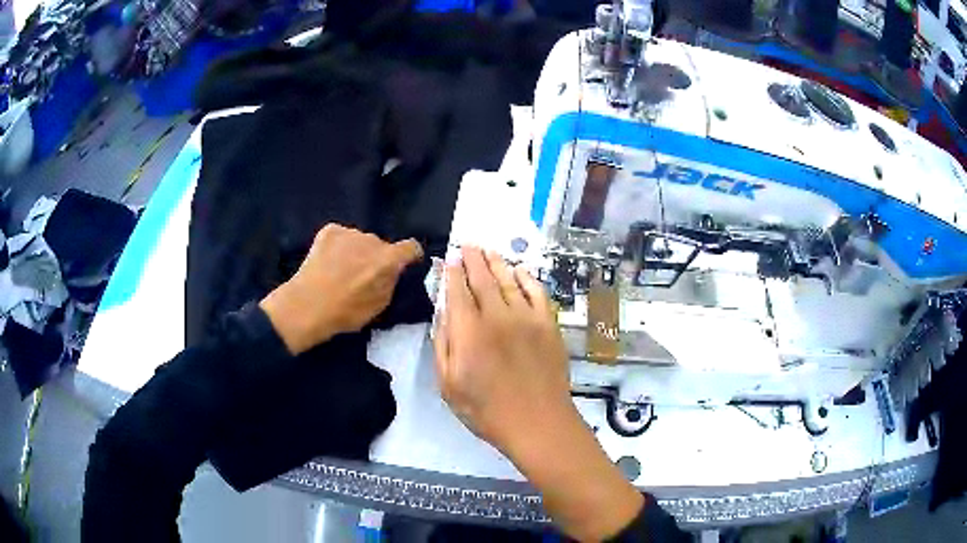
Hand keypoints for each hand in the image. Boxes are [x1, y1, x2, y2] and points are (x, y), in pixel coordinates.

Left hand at [260, 224, 421, 354]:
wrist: (307, 305)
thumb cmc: (345, 312)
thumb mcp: (379, 306)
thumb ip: (390, 283)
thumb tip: (392, 272)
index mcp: (388, 260)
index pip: (411, 247)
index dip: (411, 256)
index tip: (405, 264)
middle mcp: (373, 239)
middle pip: (382, 246)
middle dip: (377, 257)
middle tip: (363, 276)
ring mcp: (350, 232)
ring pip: (361, 241)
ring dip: (357, 251)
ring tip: (341, 271)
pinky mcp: (329, 230)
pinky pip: (342, 236)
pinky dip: (339, 246)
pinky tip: (328, 262)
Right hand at [434, 247, 643, 541]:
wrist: (537, 422)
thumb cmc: (486, 410)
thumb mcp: (449, 385)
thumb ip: (443, 345)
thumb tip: (443, 314)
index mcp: (469, 331)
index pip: (458, 291)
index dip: (452, 273)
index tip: (450, 259)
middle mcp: (497, 316)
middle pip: (483, 278)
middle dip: (473, 259)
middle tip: (468, 245)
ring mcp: (527, 317)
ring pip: (509, 280)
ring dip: (497, 263)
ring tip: (489, 251)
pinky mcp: (548, 324)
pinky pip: (537, 292)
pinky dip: (527, 278)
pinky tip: (520, 271)